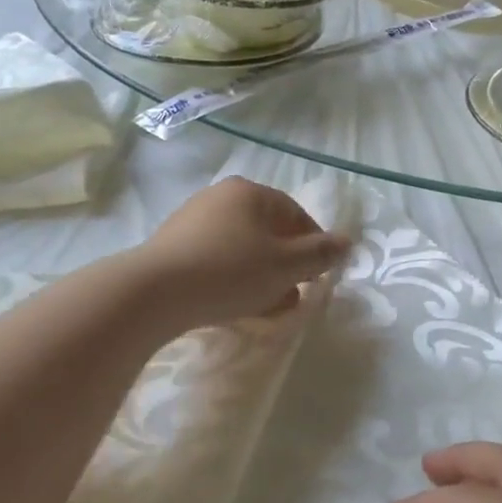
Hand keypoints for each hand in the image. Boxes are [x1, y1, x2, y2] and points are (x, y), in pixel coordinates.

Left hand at [139, 177, 350, 328]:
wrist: (153, 293)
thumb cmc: (230, 271)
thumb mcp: (286, 265)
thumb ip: (321, 253)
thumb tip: (348, 241)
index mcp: (250, 192)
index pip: (295, 214)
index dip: (313, 246)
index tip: (318, 277)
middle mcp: (220, 197)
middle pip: (268, 232)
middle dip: (285, 266)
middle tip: (293, 297)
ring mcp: (192, 220)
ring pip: (242, 249)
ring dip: (261, 277)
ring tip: (267, 309)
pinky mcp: (173, 247)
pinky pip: (215, 260)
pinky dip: (232, 280)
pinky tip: (234, 307)